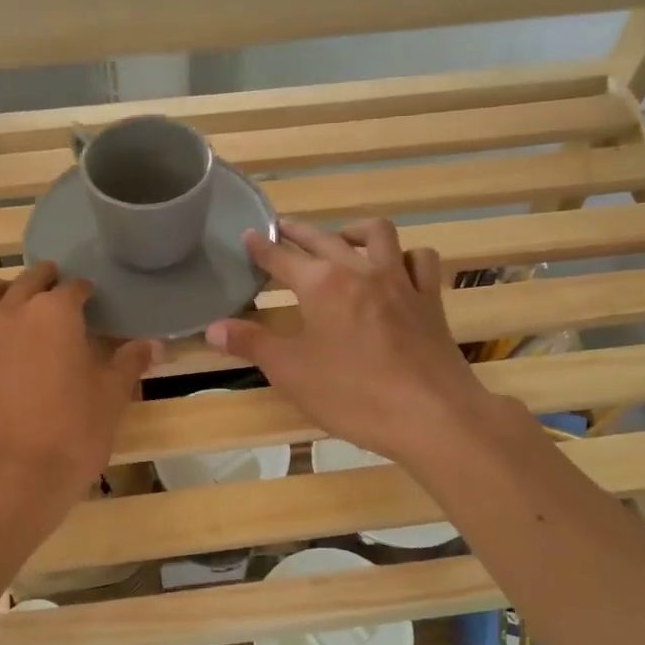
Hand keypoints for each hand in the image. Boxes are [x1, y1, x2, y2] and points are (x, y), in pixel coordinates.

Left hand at [0, 262, 160, 498]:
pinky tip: (9, 358)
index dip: (87, 293)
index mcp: (54, 313)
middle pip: (29, 279)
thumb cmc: (70, 433)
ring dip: (9, 292)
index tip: (95, 304)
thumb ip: (129, 364)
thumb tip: (155, 345)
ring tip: (26, 312)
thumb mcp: (110, 398)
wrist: (6, 480)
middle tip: (64, 300)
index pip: (73, 287)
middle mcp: (13, 313)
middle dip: (48, 282)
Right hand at [205, 219, 497, 465]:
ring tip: (341, 239)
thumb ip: (251, 344)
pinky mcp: (430, 299)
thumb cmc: (353, 395)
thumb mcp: (291, 372)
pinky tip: (397, 268)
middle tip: (284, 230)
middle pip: (325, 239)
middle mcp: (360, 270)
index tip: (251, 236)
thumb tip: (212, 327)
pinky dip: (404, 256)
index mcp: (321, 285)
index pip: (282, 258)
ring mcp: (400, 281)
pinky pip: (420, 260)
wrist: (431, 415)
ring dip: (354, 231)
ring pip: (378, 235)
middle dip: (300, 232)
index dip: (262, 248)